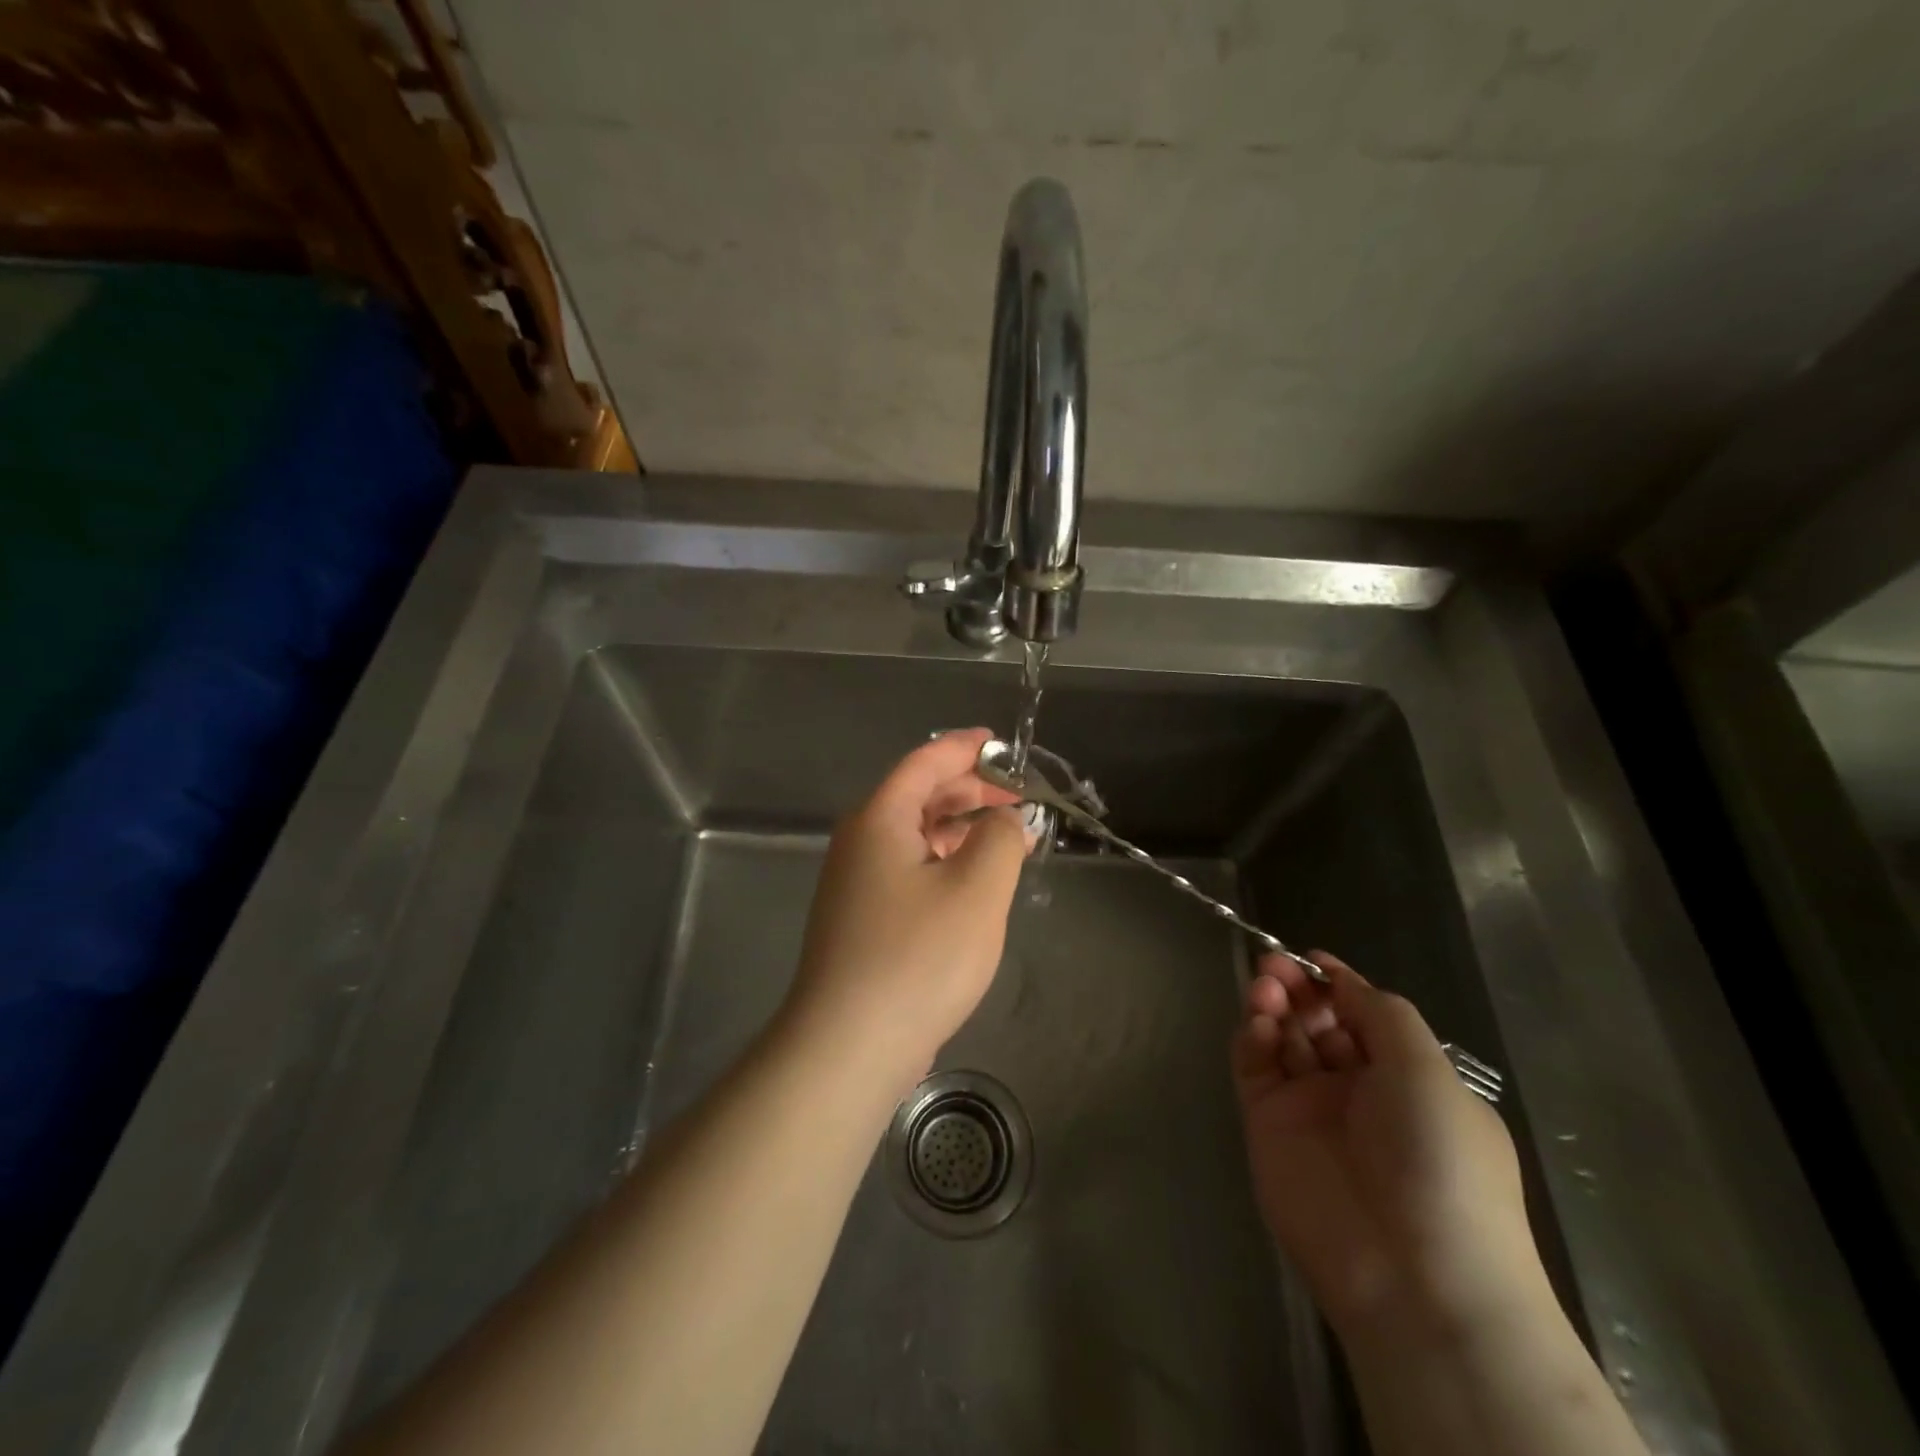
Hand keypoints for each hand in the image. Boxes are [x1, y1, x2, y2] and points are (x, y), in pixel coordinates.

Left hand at [782, 728, 1029, 1088]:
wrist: (849, 1046)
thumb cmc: (918, 956)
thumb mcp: (977, 888)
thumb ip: (1000, 837)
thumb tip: (1003, 819)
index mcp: (879, 819)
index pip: (926, 763)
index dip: (966, 748)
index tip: (1002, 743)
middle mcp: (860, 842)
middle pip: (919, 797)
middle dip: (972, 792)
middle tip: (1020, 801)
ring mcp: (856, 883)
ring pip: (916, 837)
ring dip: (962, 832)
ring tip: (1009, 842)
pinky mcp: (862, 919)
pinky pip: (910, 871)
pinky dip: (946, 864)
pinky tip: (976, 886)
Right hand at [1231, 950, 1539, 1336]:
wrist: (1412, 1273)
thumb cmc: (1439, 1159)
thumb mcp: (1428, 1071)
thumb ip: (1380, 1012)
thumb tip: (1340, 976)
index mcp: (1408, 1079)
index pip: (1363, 1016)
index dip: (1337, 983)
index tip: (1310, 956)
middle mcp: (1357, 1090)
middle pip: (1317, 1022)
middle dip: (1299, 989)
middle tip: (1276, 966)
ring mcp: (1309, 1108)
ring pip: (1283, 1040)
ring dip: (1273, 1007)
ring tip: (1266, 987)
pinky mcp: (1268, 1125)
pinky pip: (1255, 1069)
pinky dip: (1253, 1039)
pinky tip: (1259, 1024)